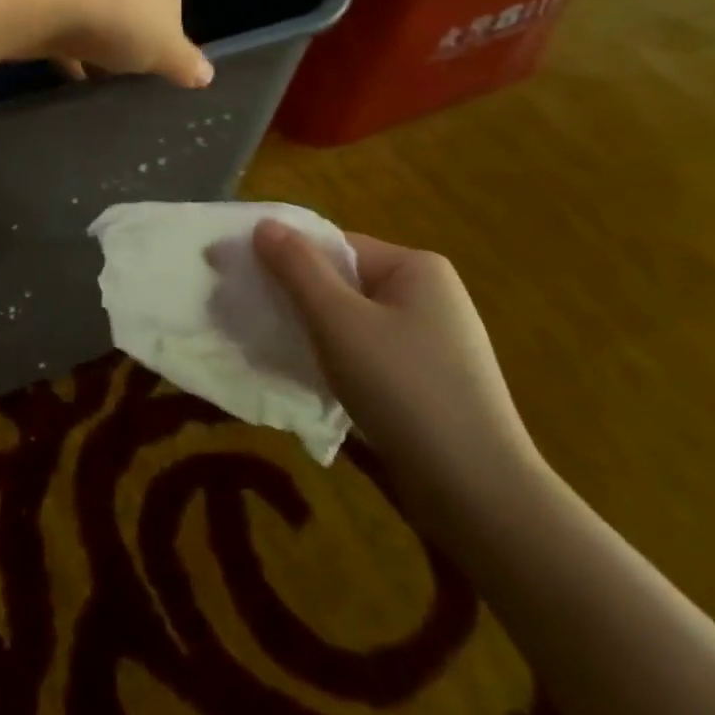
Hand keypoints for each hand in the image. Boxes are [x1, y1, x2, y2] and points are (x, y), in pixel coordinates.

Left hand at [15, 0, 212, 88]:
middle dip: (124, 33)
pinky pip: (58, 9)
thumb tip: (206, 76)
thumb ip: (186, 63)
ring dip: (91, 38)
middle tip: (119, 68)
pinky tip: (60, 67)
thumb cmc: (119, 15)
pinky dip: (61, 36)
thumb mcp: (164, 49)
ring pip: (92, 3)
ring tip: (88, 75)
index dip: (164, 28)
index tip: (151, 57)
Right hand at [252, 222, 547, 537]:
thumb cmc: (403, 388)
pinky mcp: (427, 379)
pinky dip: (335, 359)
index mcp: (415, 267)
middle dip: (294, 298)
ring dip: (311, 332)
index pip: (334, 246)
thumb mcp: (338, 321)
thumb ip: (297, 268)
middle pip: (342, 282)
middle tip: (248, 317)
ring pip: (351, 321)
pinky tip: (311, 379)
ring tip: (272, 350)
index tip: (238, 278)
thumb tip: (264, 224)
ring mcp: (432, 339)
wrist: (476, 490)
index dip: (283, 257)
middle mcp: (429, 294)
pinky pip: (367, 352)